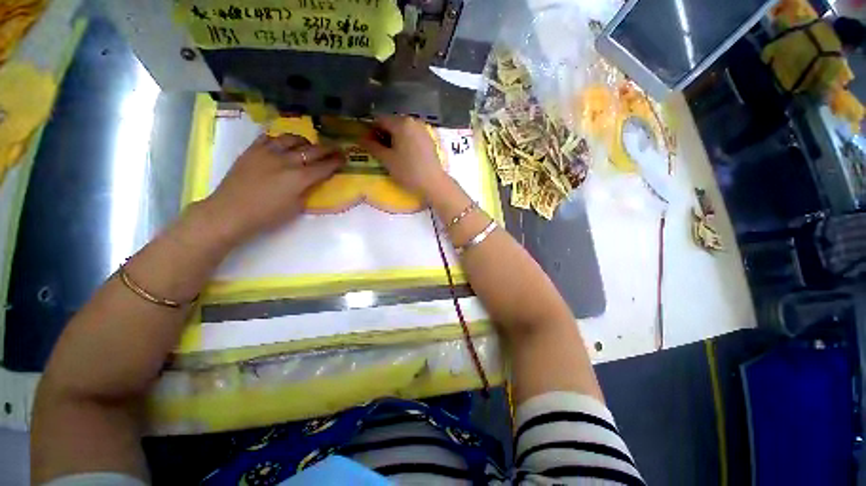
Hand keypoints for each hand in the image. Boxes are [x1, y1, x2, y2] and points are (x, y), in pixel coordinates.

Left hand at [199, 133, 343, 243]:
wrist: (231, 212)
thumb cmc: (267, 216)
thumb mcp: (296, 207)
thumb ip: (307, 190)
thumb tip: (313, 180)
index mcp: (300, 178)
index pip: (324, 167)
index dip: (336, 162)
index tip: (344, 158)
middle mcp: (287, 161)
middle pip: (313, 150)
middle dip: (328, 149)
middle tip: (336, 148)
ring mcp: (268, 153)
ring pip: (292, 139)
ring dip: (304, 141)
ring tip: (308, 145)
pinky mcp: (252, 150)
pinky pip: (269, 137)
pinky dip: (280, 139)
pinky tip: (283, 144)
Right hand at [357, 116, 446, 195]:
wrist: (433, 183)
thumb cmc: (408, 171)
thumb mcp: (387, 160)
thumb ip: (372, 146)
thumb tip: (360, 138)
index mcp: (401, 123)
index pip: (379, 120)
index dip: (370, 131)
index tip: (368, 144)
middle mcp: (413, 121)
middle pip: (392, 123)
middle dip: (383, 134)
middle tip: (379, 150)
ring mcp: (423, 129)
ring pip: (403, 129)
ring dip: (394, 138)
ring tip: (391, 154)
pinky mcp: (429, 139)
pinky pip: (412, 135)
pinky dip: (405, 141)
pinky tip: (404, 155)